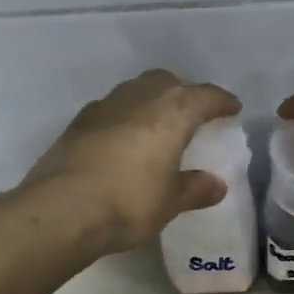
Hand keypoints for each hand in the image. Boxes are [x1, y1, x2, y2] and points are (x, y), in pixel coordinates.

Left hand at [21, 69, 242, 255]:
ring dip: (150, 102)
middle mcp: (139, 98)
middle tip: (192, 116)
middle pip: (167, 82)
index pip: (205, 96)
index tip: (232, 108)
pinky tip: (123, 141)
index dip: (221, 102)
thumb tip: (216, 185)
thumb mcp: (170, 202)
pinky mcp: (77, 123)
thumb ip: (194, 189)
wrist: (61, 210)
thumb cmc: (128, 203)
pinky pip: (111, 110)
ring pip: (135, 91)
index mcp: (172, 112)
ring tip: (157, 127)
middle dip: (183, 94)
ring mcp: (103, 107)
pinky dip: (124, 118)